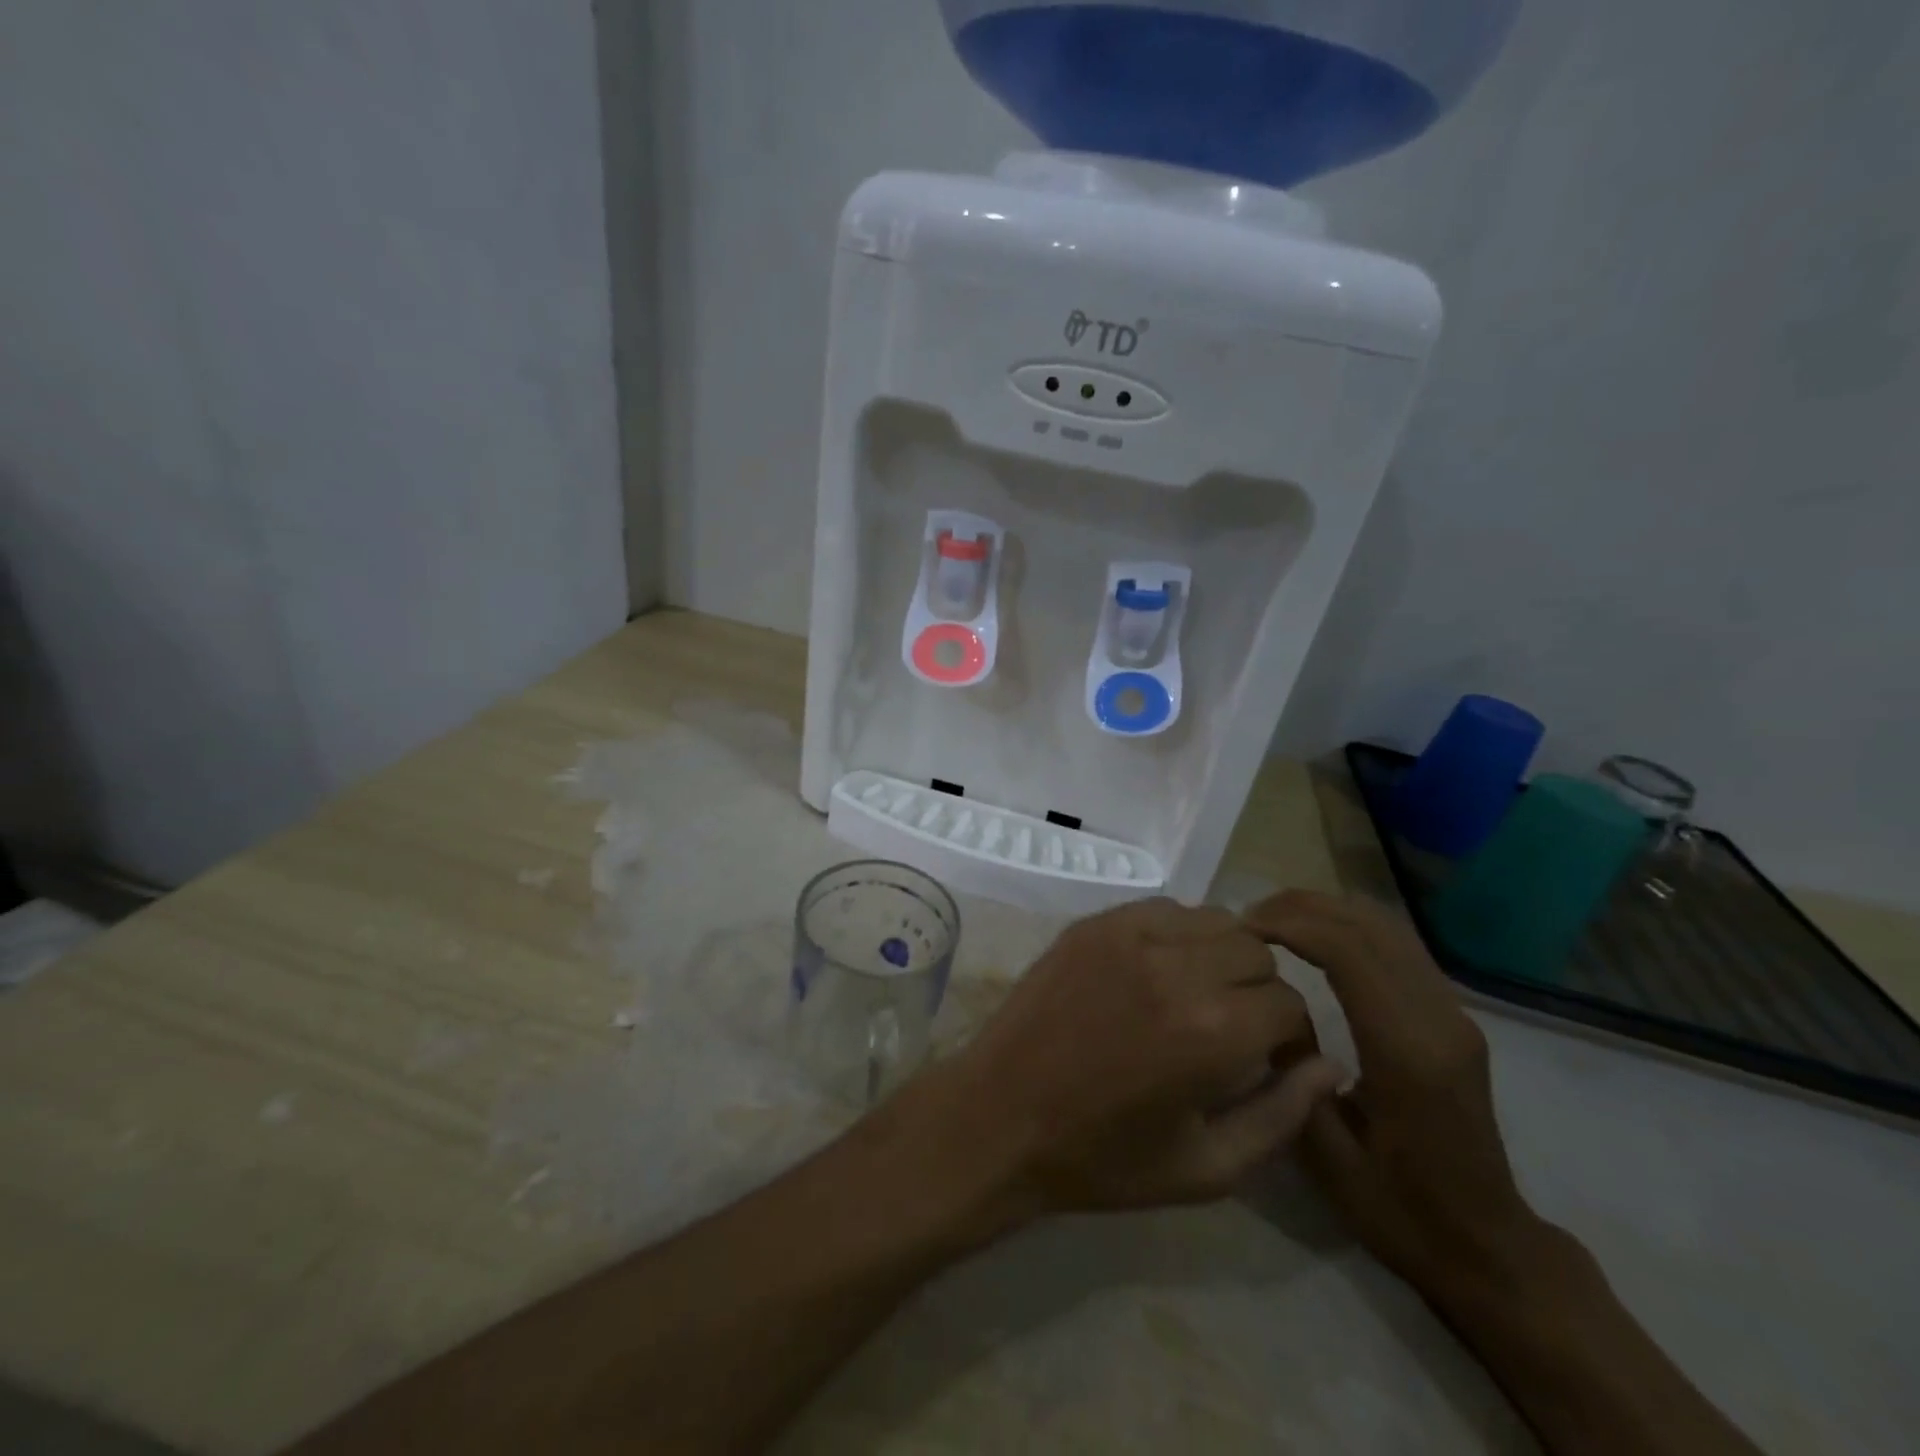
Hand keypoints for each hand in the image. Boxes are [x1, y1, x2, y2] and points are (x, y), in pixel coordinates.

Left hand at [953, 897, 1341, 1215]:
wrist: (1000, 1115)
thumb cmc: (1104, 1157)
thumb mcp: (1207, 1167)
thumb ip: (1282, 1114)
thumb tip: (1329, 1064)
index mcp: (1212, 1031)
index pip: (1290, 1003)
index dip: (1288, 1036)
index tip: (1266, 1059)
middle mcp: (1177, 967)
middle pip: (1258, 951)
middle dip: (1259, 990)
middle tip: (1231, 1028)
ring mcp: (1128, 935)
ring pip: (1214, 919)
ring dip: (1221, 955)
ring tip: (1195, 995)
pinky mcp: (1093, 923)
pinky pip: (1163, 908)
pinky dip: (1177, 934)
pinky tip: (1156, 971)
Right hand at [1242, 891, 1545, 1293]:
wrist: (1486, 1246)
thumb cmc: (1398, 1208)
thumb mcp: (1326, 1155)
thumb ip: (1293, 1072)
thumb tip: (1268, 1007)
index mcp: (1407, 1052)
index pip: (1348, 953)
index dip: (1291, 926)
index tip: (1242, 929)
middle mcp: (1438, 1019)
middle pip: (1368, 927)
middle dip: (1302, 907)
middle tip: (1247, 917)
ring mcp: (1453, 1013)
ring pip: (1386, 927)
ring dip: (1326, 911)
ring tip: (1272, 920)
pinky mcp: (1452, 1016)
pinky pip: (1397, 946)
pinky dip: (1348, 927)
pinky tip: (1313, 938)